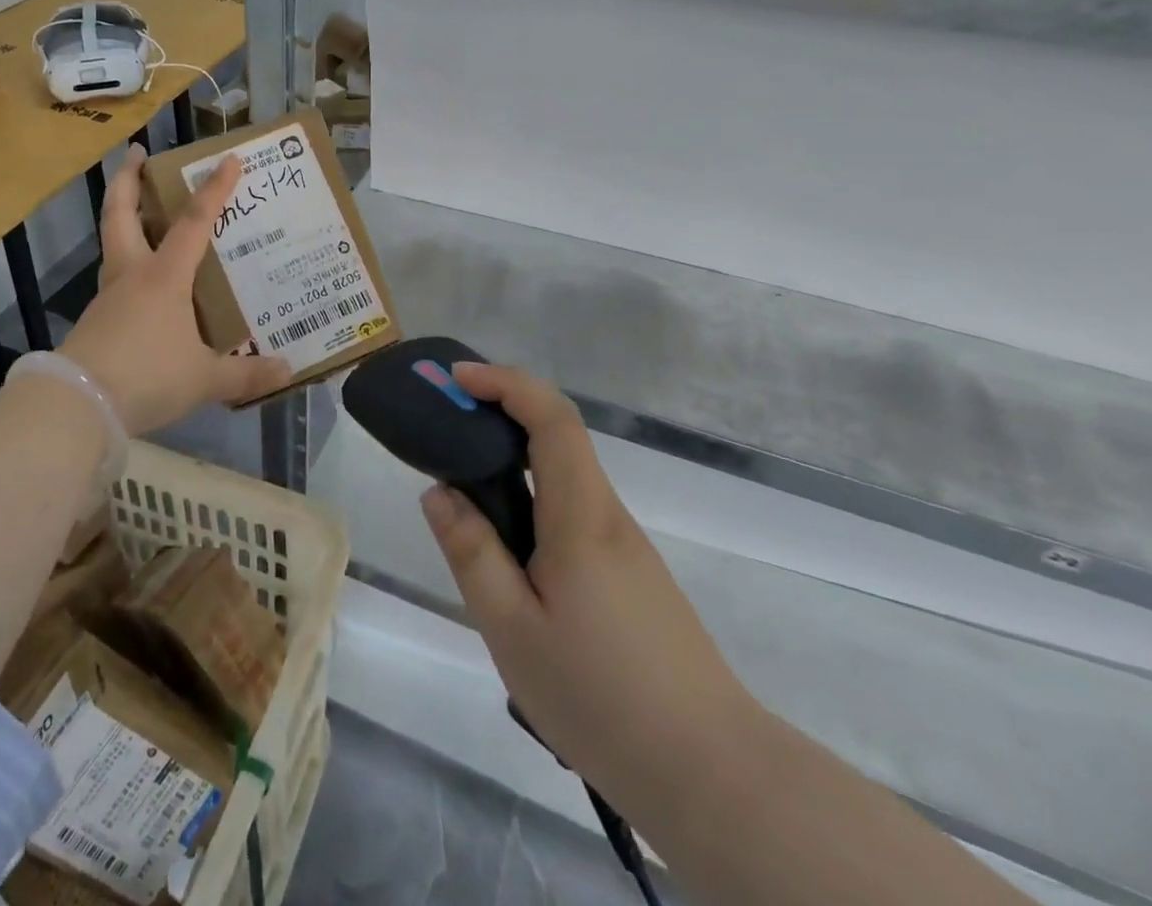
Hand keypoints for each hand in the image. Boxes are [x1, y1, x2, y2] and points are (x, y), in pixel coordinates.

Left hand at [58, 145, 289, 435]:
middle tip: (135, 152)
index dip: (213, 190)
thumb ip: (245, 374)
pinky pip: (115, 279)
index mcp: (163, 277)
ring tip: (142, 210)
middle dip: (127, 178)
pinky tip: (143, 282)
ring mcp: (108, 296)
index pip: (193, 222)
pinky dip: (127, 264)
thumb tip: (288, 372)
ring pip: (113, 242)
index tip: (228, 159)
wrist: (78, 405)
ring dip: (123, 217)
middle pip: (121, 213)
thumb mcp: (204, 379)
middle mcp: (132, 275)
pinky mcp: (95, 320)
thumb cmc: (147, 376)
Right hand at [420, 364, 757, 817]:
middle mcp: (607, 515)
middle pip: (559, 436)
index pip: (552, 418)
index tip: (458, 379)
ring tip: (463, 484)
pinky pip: (573, 510)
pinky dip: (533, 495)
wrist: (712, 773)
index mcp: (581, 516)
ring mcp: (625, 545)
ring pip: (565, 475)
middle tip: (448, 422)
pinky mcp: (630, 575)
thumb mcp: (512, 628)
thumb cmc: (600, 697)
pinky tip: (509, 547)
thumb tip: (439, 491)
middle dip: (503, 410)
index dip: (506, 383)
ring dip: (515, 456)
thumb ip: (472, 552)